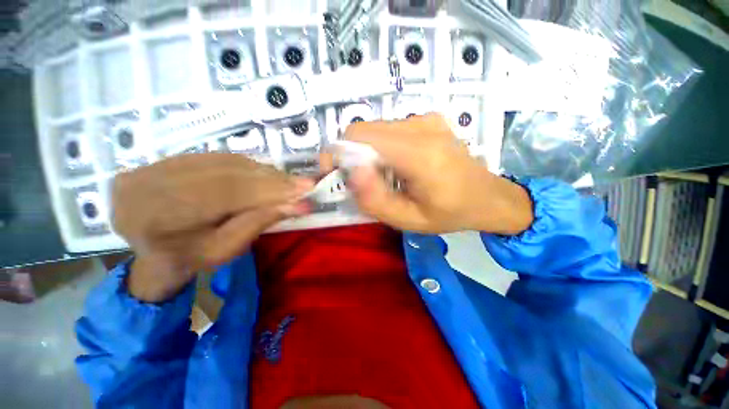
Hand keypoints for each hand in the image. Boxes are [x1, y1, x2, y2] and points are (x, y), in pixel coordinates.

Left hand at [112, 154, 311, 301]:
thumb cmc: (188, 260)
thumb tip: (297, 205)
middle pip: (226, 172)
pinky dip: (246, 166)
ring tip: (287, 182)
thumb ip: (258, 223)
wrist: (149, 252)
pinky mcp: (164, 159)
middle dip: (272, 178)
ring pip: (224, 161)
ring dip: (262, 172)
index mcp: (159, 217)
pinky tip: (264, 175)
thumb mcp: (224, 251)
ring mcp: (154, 166)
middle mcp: (151, 182)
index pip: (227, 192)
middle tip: (302, 183)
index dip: (271, 188)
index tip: (305, 188)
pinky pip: (216, 158)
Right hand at [341, 114, 532, 234]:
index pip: (359, 137)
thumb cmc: (450, 214)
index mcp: (419, 154)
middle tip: (358, 182)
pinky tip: (396, 166)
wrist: (488, 197)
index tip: (331, 173)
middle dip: (350, 156)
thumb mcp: (409, 220)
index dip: (336, 153)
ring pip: (375, 130)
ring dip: (367, 154)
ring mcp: (426, 119)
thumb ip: (375, 200)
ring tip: (381, 177)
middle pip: (364, 131)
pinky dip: (381, 148)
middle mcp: (422, 127)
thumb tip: (351, 173)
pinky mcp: (428, 120)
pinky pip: (390, 130)